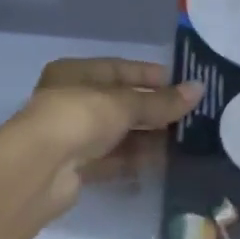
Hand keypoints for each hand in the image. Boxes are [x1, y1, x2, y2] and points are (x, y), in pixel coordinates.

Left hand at [18, 59, 201, 215]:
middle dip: (152, 110)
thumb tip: (199, 90)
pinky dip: (134, 161)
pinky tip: (163, 163)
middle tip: (190, 116)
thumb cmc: (79, 117)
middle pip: (118, 103)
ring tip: (184, 141)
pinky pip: (112, 160)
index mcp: (74, 73)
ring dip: (146, 137)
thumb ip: (161, 101)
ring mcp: (72, 137)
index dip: (148, 75)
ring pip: (117, 134)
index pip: (117, 68)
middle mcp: (70, 101)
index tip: (181, 83)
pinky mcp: (77, 168)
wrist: (40, 169)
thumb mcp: (124, 104)